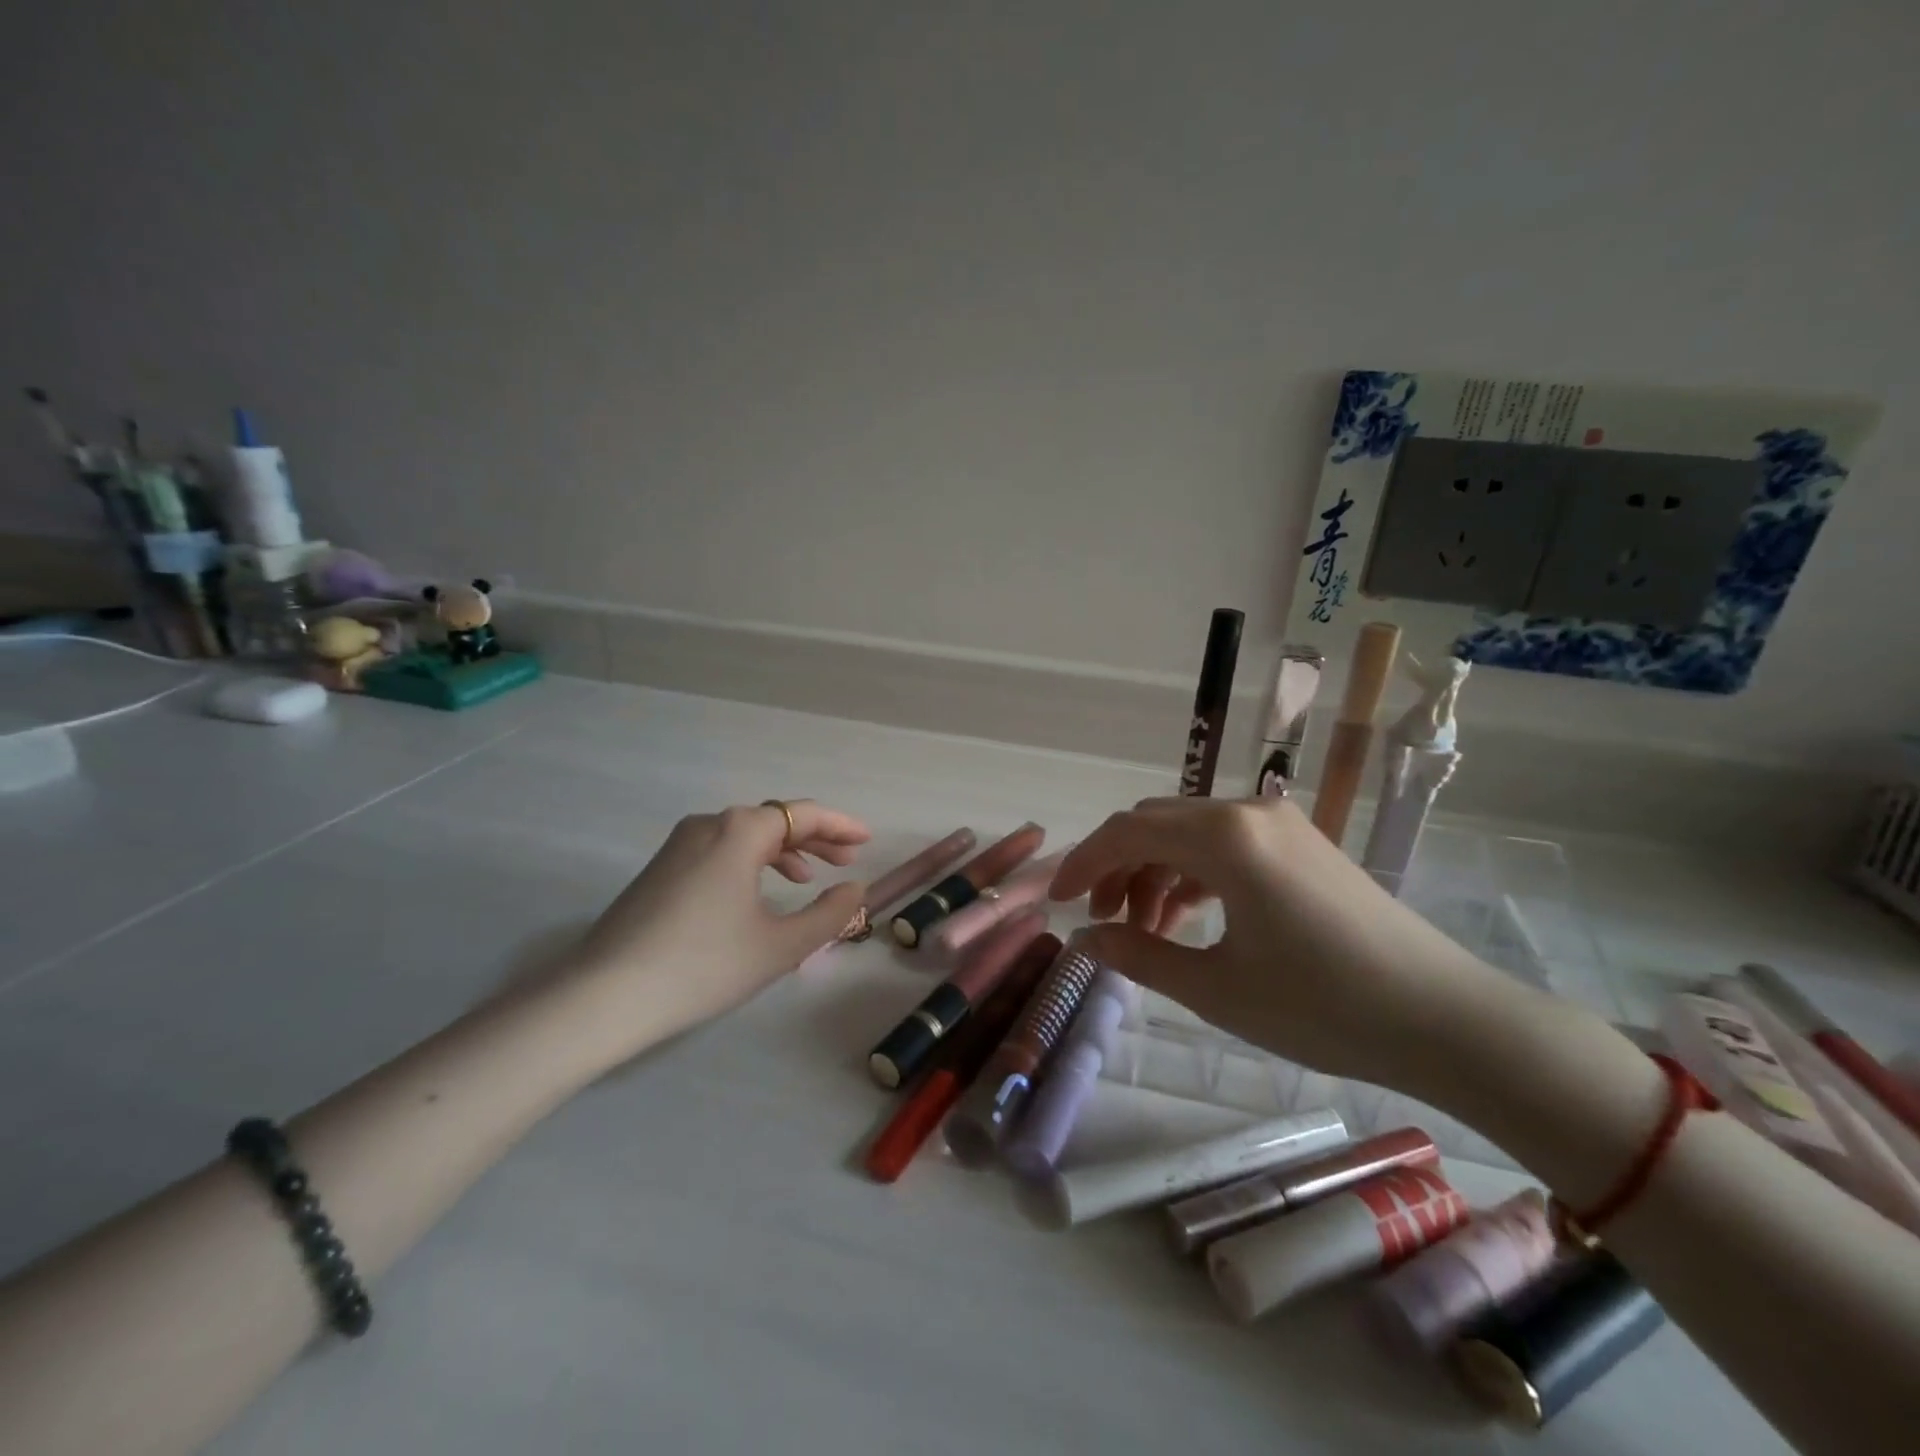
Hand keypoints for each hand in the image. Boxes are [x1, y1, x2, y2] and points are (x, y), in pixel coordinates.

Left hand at [576, 801, 869, 1039]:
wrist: (603, 996)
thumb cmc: (703, 966)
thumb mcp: (781, 946)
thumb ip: (829, 914)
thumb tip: (854, 888)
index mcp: (740, 831)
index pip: (804, 814)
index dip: (840, 825)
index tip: (867, 840)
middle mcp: (709, 824)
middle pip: (774, 820)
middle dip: (815, 839)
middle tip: (846, 862)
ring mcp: (679, 844)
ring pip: (746, 835)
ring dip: (784, 851)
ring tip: (808, 879)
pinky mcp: (661, 868)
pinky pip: (721, 850)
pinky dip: (752, 862)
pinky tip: (759, 892)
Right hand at [1049, 796, 1512, 1092]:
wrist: (1445, 1019)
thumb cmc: (1322, 1006)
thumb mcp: (1216, 989)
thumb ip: (1139, 957)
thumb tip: (1083, 941)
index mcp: (1224, 838)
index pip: (1127, 832)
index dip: (1083, 864)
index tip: (1056, 903)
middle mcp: (1248, 813)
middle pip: (1155, 824)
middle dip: (1117, 869)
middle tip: (1104, 924)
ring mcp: (1280, 824)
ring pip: (1189, 833)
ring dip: (1155, 873)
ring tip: (1146, 932)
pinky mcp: (1302, 844)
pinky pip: (1226, 844)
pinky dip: (1193, 874)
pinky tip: (1190, 917)